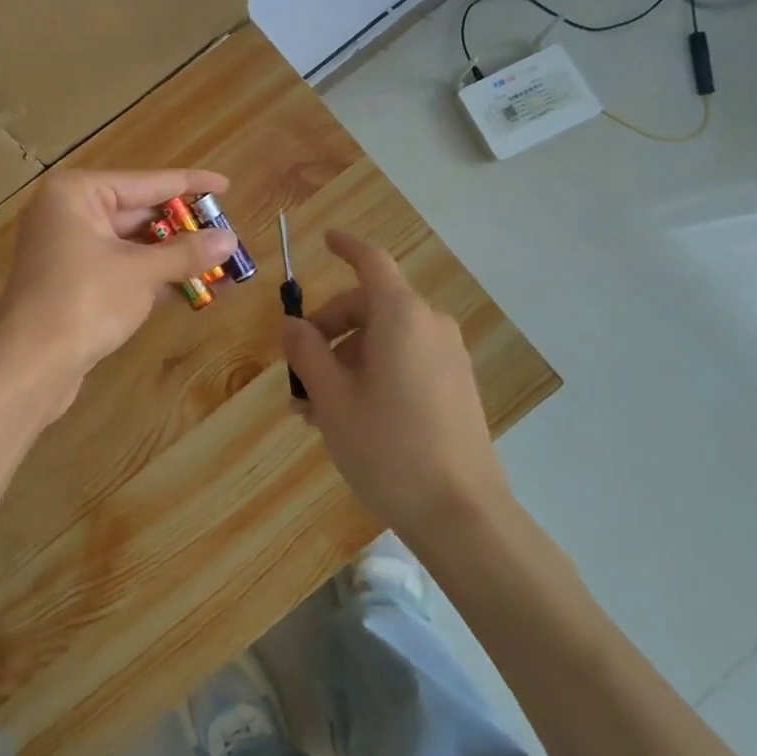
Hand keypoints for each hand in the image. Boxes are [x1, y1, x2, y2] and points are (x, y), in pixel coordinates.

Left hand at [0, 168, 236, 419]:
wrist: (29, 366)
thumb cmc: (84, 302)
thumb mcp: (141, 273)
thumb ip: (186, 253)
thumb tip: (229, 239)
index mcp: (77, 193)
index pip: (147, 181)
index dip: (190, 185)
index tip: (224, 185)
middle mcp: (68, 212)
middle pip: (139, 212)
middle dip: (184, 229)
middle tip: (227, 234)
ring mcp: (67, 248)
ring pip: (131, 244)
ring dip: (172, 257)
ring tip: (220, 265)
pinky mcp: (71, 281)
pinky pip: (120, 267)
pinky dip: (152, 277)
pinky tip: (192, 290)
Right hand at [282, 230, 515, 545]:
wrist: (464, 515)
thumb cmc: (388, 447)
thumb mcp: (332, 398)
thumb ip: (307, 352)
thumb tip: (292, 325)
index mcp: (401, 316)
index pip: (371, 262)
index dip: (346, 246)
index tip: (325, 239)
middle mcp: (429, 325)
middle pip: (368, 305)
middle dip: (327, 331)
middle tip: (296, 374)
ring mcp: (447, 357)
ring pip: (383, 339)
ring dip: (344, 360)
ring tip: (313, 409)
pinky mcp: (455, 386)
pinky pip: (405, 360)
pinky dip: (372, 373)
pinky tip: (348, 416)